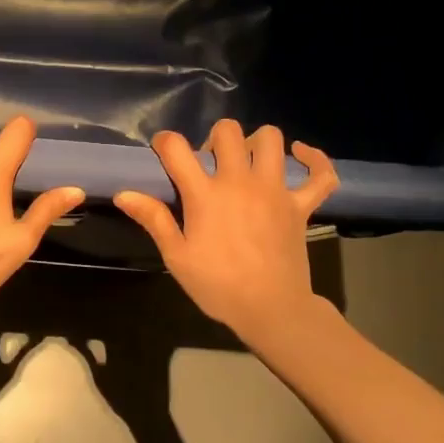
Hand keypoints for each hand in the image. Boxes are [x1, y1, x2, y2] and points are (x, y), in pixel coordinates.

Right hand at [113, 120, 337, 342]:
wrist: (271, 310)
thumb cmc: (218, 285)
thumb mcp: (177, 256)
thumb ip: (153, 219)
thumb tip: (123, 193)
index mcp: (205, 194)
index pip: (177, 148)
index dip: (165, 142)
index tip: (163, 152)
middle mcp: (240, 182)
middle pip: (227, 132)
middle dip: (214, 139)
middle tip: (209, 164)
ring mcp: (275, 190)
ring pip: (271, 139)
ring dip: (256, 142)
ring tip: (247, 160)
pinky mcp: (301, 204)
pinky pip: (320, 174)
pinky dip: (314, 160)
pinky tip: (300, 155)